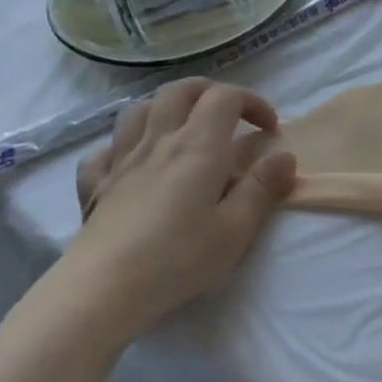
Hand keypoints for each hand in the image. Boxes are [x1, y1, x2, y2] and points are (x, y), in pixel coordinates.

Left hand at [66, 78, 296, 334]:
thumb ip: (263, 188)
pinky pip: (103, 151)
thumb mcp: (235, 230)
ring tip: (179, 128)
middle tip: (228, 116)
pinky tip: (129, 163)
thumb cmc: (177, 259)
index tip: (269, 129)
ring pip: (139, 110)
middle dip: (209, 92)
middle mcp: (160, 140)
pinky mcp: (96, 186)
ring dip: (163, 108)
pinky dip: (120, 148)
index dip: (252, 101)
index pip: (226, 97)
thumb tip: (285, 156)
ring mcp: (122, 160)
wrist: (102, 290)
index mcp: (198, 145)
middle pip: (180, 90)